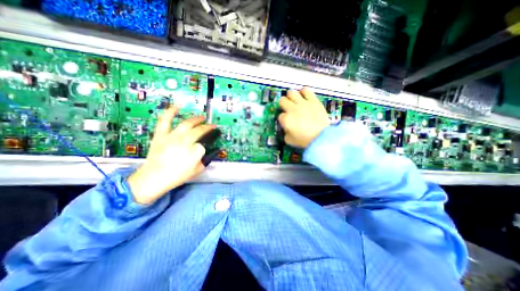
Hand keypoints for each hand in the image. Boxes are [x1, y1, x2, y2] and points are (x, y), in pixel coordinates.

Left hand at [128, 105, 215, 204]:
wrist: (153, 178)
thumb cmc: (177, 176)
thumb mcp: (197, 169)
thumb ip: (205, 158)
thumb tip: (208, 149)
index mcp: (193, 151)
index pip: (204, 143)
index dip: (207, 143)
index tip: (209, 143)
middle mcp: (184, 140)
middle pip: (199, 130)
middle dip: (207, 127)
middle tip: (211, 125)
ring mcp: (172, 136)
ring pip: (186, 123)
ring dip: (196, 119)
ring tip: (201, 117)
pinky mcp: (161, 135)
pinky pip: (165, 120)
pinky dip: (171, 112)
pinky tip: (177, 106)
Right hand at [276, 88, 328, 147]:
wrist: (321, 137)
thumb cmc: (304, 140)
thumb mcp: (289, 141)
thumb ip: (285, 133)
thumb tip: (287, 129)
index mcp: (286, 119)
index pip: (280, 116)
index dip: (283, 119)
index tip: (286, 122)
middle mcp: (292, 109)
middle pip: (282, 100)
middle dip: (283, 104)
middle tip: (287, 108)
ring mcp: (302, 103)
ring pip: (292, 93)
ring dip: (291, 96)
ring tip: (294, 100)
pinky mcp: (313, 101)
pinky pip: (306, 91)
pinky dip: (303, 92)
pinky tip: (303, 95)